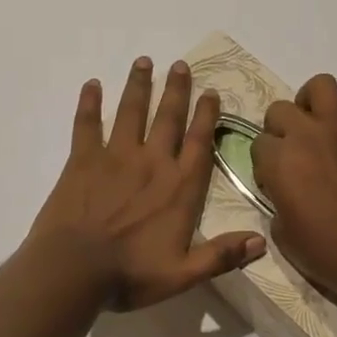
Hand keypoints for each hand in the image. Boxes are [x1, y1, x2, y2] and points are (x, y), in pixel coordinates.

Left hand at [28, 57, 265, 309]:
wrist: (74, 271)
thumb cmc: (130, 274)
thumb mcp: (184, 274)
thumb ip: (222, 255)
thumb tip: (261, 242)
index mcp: (179, 187)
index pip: (199, 143)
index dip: (206, 116)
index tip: (210, 91)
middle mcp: (152, 163)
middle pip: (168, 118)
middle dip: (177, 90)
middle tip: (181, 65)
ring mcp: (116, 157)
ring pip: (132, 112)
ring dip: (139, 86)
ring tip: (144, 62)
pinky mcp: (83, 160)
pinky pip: (87, 125)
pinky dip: (89, 103)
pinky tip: (91, 84)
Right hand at [250, 73, 336, 303]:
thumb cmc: (322, 251)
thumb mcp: (280, 231)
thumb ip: (276, 198)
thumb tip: (285, 189)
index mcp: (279, 160)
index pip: (258, 143)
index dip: (263, 163)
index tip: (273, 182)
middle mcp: (307, 136)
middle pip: (280, 110)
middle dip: (279, 130)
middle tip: (290, 156)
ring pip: (322, 87)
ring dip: (312, 102)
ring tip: (314, 125)